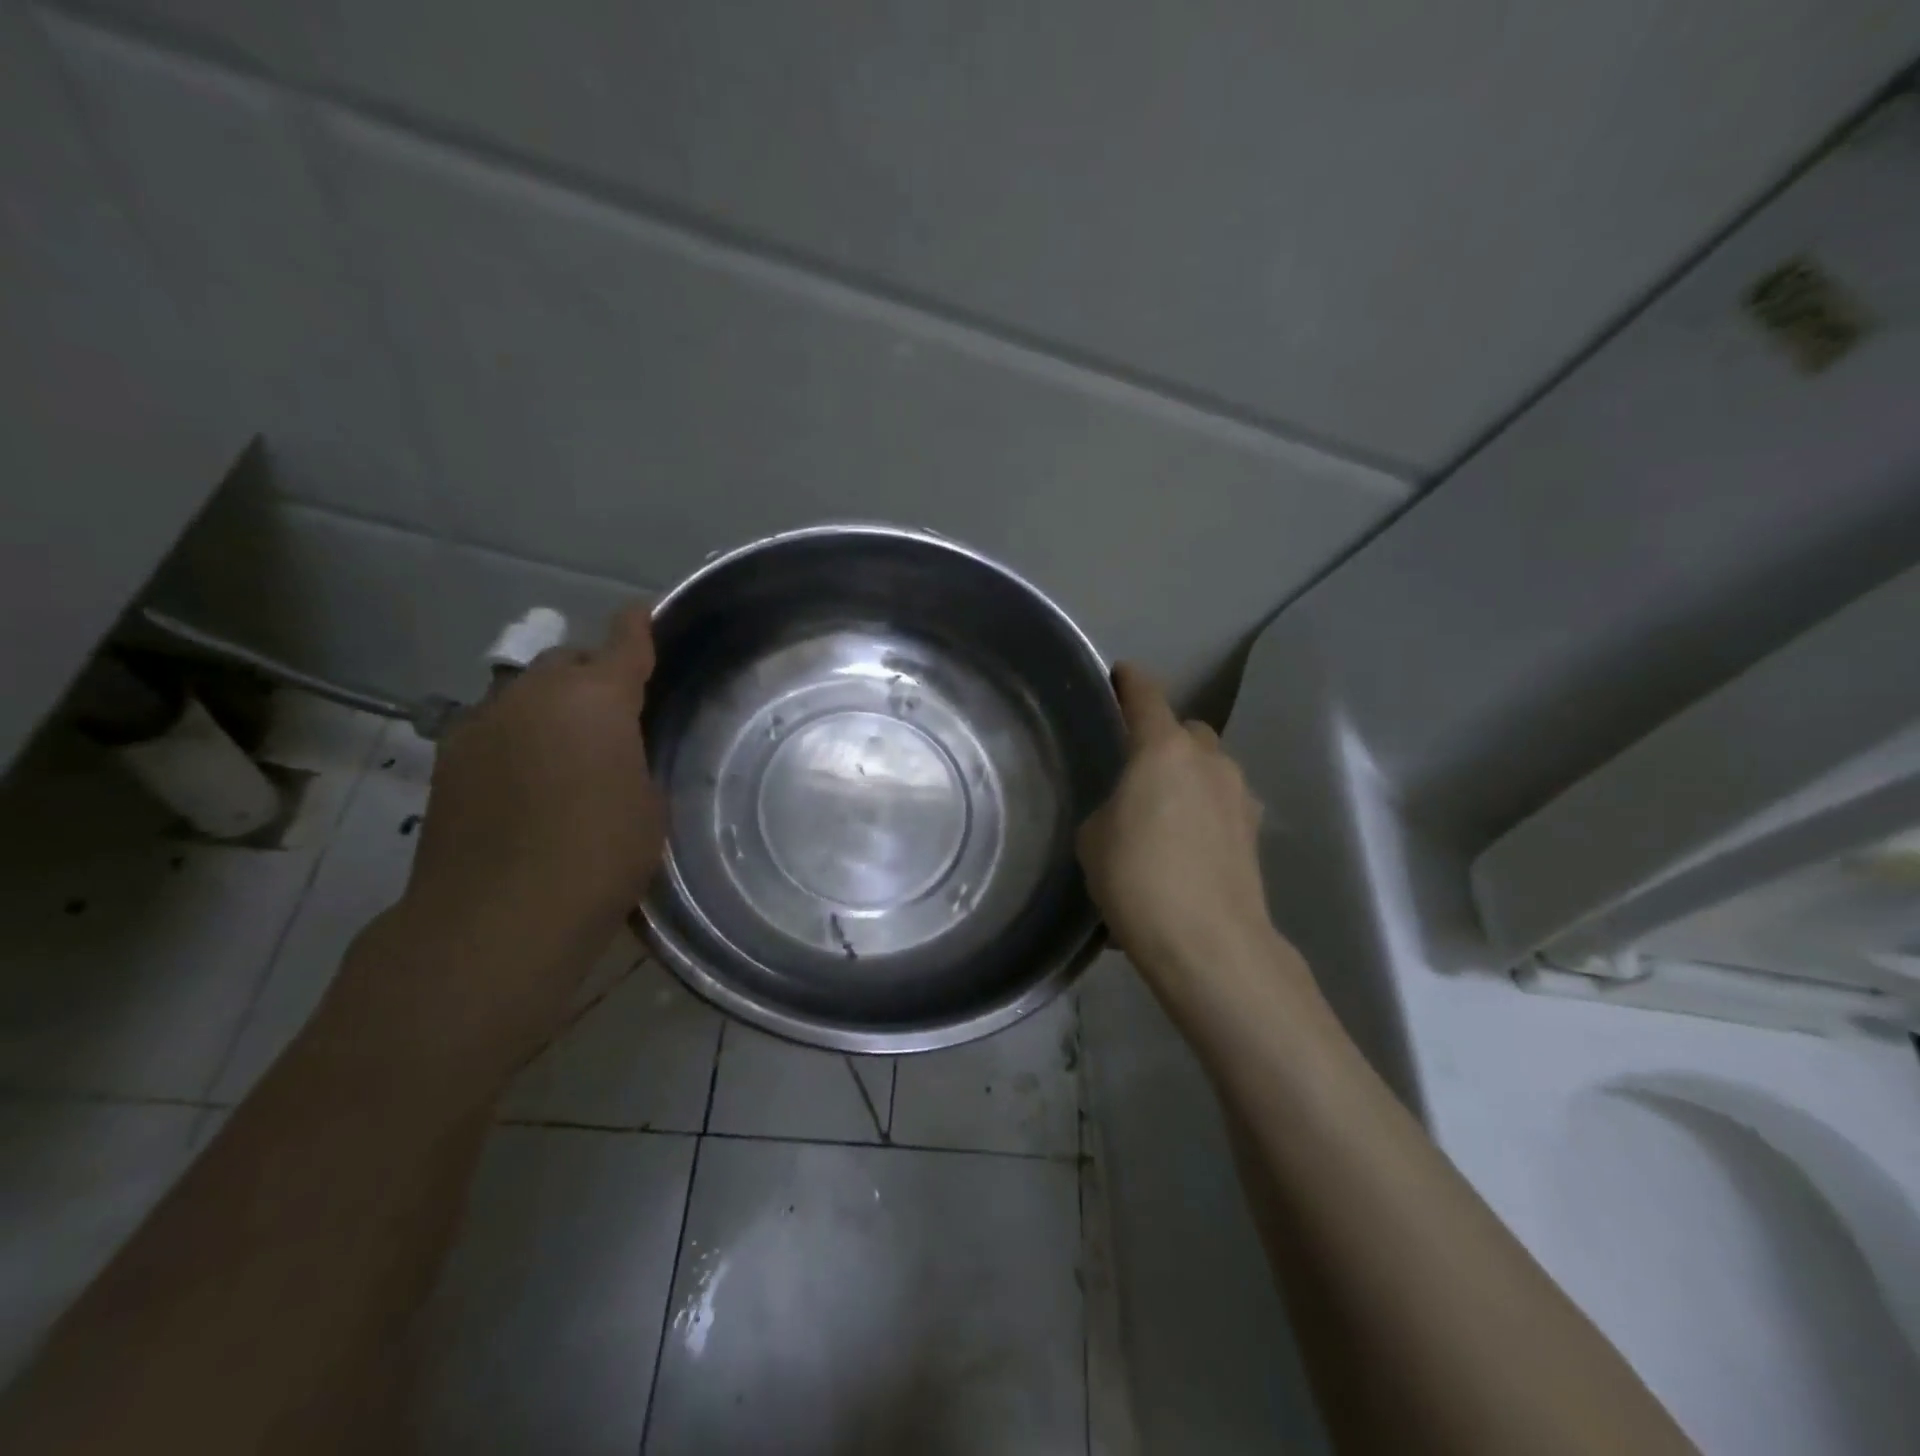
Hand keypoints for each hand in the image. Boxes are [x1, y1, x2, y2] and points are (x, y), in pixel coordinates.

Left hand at [373, 603, 665, 1062]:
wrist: (499, 916)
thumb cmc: (599, 856)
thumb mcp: (647, 804)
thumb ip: (633, 761)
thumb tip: (613, 756)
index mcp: (596, 698)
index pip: (623, 641)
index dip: (639, 625)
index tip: (646, 613)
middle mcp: (534, 694)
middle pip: (566, 662)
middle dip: (591, 675)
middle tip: (614, 713)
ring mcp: (482, 723)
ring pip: (525, 694)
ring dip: (550, 708)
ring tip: (569, 750)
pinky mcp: (449, 760)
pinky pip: (494, 729)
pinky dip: (516, 738)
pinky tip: (528, 780)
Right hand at [1077, 664, 1294, 1007]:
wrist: (1208, 942)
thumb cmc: (1137, 878)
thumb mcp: (1095, 837)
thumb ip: (1111, 807)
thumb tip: (1130, 811)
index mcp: (1163, 749)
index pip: (1145, 696)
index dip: (1129, 681)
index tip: (1119, 674)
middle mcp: (1209, 760)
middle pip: (1186, 730)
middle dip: (1164, 739)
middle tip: (1138, 768)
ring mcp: (1239, 795)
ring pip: (1210, 768)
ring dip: (1188, 778)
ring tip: (1163, 814)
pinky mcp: (1255, 832)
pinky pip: (1223, 804)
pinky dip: (1205, 812)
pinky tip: (1187, 846)